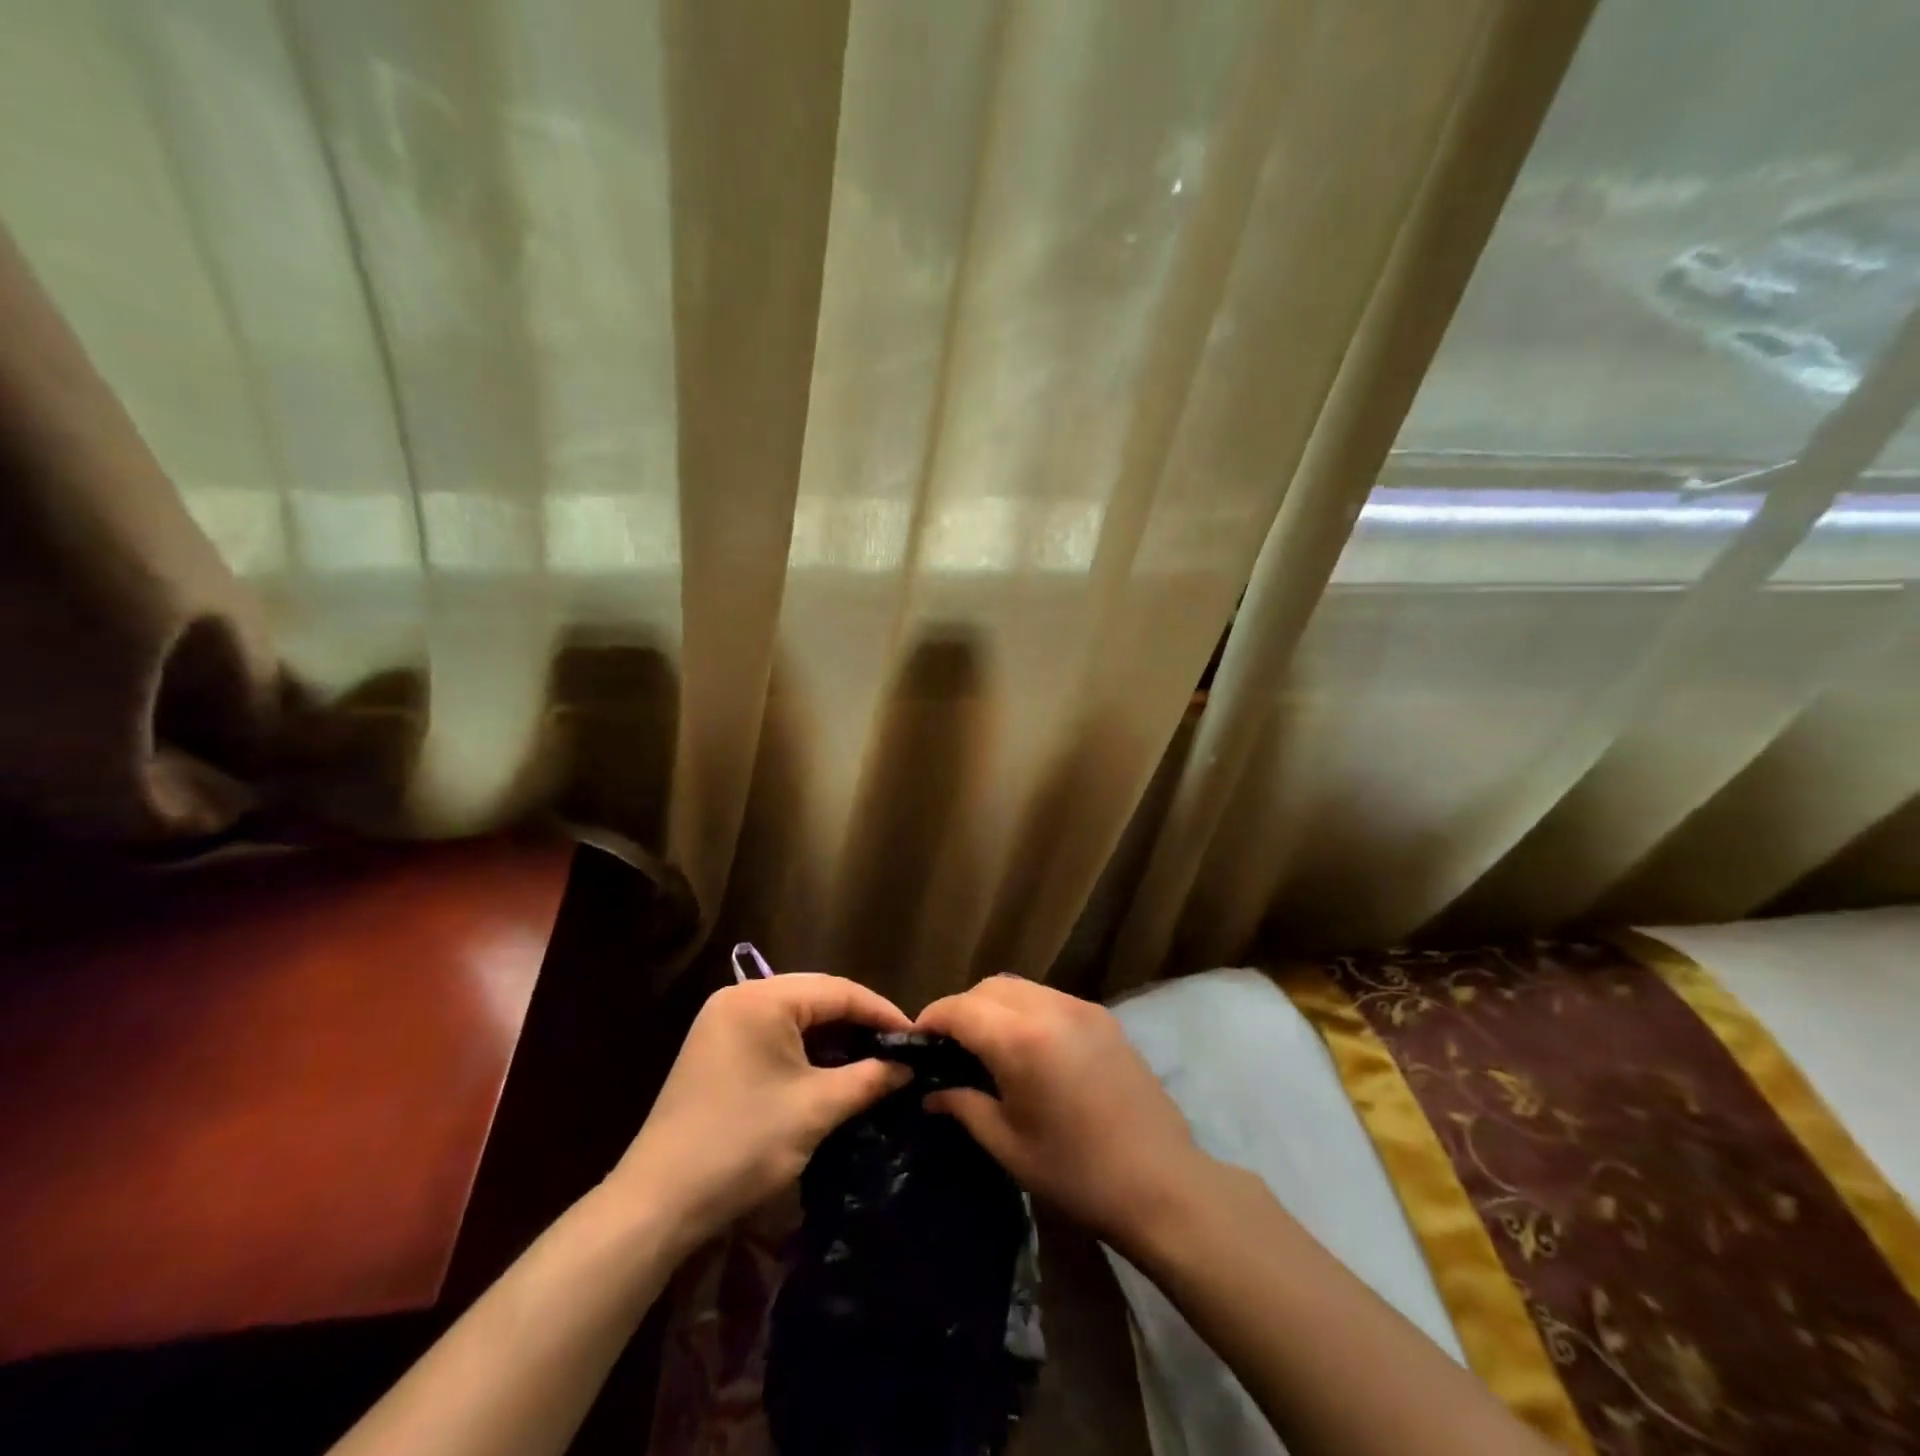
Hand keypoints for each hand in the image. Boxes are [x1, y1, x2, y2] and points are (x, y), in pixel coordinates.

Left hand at [608, 974, 912, 1245]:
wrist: (657, 1202)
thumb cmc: (742, 1144)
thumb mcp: (816, 1109)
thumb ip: (869, 1079)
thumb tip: (908, 1066)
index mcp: (762, 998)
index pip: (838, 990)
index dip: (882, 1012)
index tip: (915, 1037)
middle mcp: (740, 996)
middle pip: (816, 996)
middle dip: (859, 1020)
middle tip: (896, 1047)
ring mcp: (722, 1021)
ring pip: (795, 1015)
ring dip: (832, 1035)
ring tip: (870, 1057)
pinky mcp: (715, 1047)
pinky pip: (773, 1032)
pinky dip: (804, 1047)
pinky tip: (828, 1067)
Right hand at [915, 976, 1207, 1248]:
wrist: (1162, 1182)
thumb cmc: (1076, 1173)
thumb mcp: (1008, 1145)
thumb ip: (964, 1106)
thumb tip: (931, 1092)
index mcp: (1021, 1040)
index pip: (961, 1009)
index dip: (932, 1019)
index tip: (917, 1041)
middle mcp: (1050, 1008)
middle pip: (990, 988)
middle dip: (963, 1009)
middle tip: (950, 1047)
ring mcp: (1081, 1008)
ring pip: (1021, 988)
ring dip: (995, 1006)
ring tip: (987, 1046)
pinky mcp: (1103, 1017)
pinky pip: (1050, 998)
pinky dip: (1027, 1010)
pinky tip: (1029, 1048)